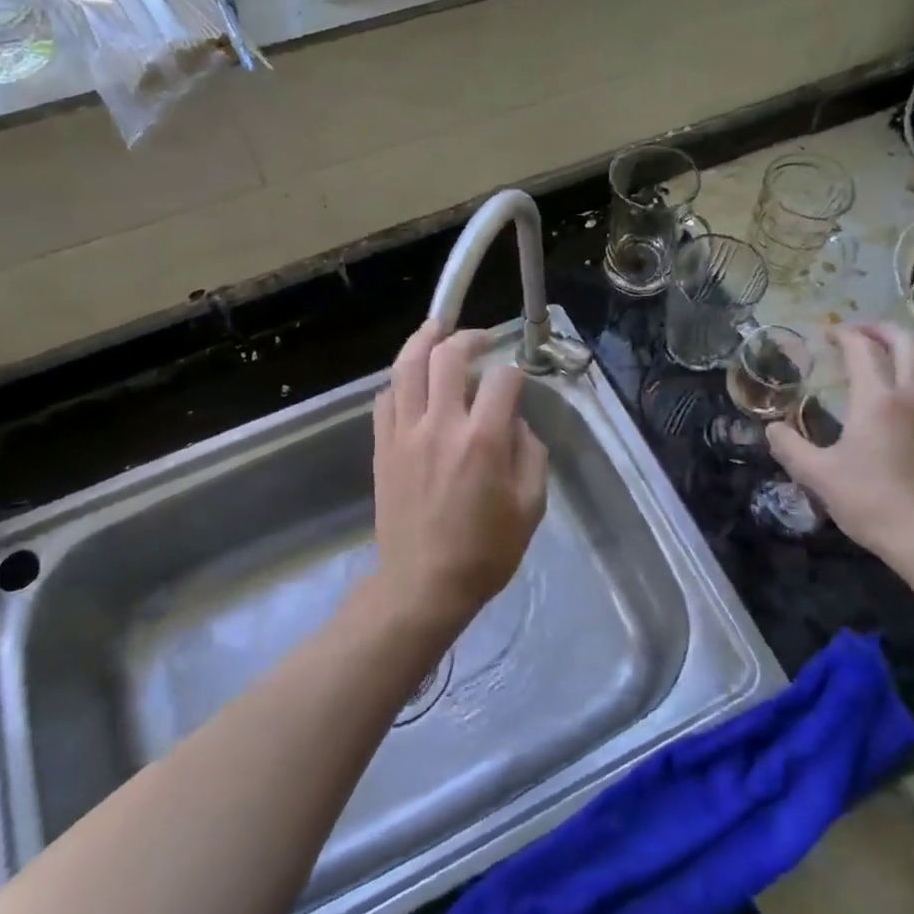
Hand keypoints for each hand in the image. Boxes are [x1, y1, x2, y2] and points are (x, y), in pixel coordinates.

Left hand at [367, 321, 548, 633]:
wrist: (423, 585)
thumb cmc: (485, 551)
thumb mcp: (531, 506)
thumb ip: (530, 453)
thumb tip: (515, 421)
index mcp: (483, 440)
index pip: (502, 379)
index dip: (515, 371)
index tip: (518, 381)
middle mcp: (441, 425)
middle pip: (447, 356)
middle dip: (469, 337)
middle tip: (482, 339)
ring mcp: (405, 433)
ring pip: (407, 367)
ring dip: (424, 340)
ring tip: (437, 328)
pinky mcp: (382, 447)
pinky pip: (385, 398)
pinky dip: (400, 380)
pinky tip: (411, 380)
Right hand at [768, 323, 913, 558]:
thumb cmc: (872, 503)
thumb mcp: (818, 477)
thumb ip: (789, 447)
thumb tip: (772, 428)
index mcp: (878, 400)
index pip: (862, 348)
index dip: (844, 335)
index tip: (829, 336)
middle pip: (906, 340)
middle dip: (880, 329)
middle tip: (861, 335)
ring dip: (912, 347)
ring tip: (895, 354)